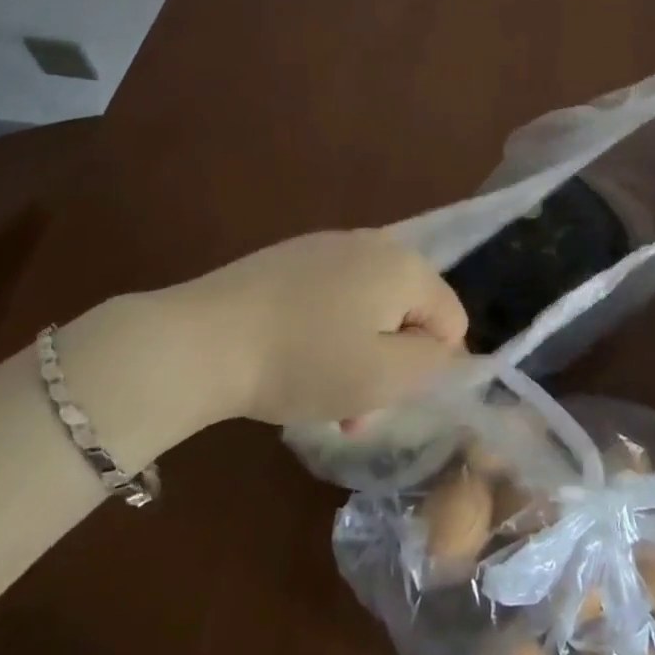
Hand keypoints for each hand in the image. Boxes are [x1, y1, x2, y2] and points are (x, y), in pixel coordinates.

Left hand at [184, 229, 468, 425]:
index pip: (451, 320)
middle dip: (391, 363)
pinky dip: (328, 331)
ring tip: (320, 395)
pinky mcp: (292, 256)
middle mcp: (374, 243)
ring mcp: (329, 245)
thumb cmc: (304, 361)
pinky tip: (293, 358)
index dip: (431, 367)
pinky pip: (334, 296)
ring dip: (359, 353)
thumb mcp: (384, 377)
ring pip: (370, 308)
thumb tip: (445, 349)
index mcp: (405, 266)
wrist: (203, 338)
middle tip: (352, 411)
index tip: (388, 398)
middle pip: (408, 312)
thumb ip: (432, 363)